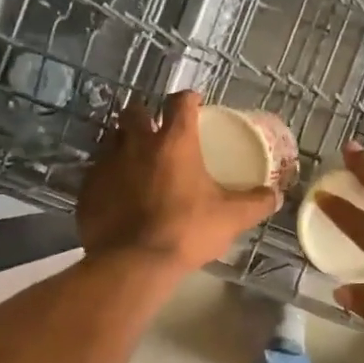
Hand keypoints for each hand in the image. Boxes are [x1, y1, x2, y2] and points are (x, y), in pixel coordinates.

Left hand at [78, 91, 280, 273]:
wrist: (134, 263)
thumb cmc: (186, 231)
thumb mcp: (231, 218)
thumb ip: (256, 202)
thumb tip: (275, 195)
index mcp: (174, 143)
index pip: (180, 103)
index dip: (188, 99)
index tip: (194, 104)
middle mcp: (136, 144)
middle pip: (135, 111)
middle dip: (146, 114)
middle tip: (157, 130)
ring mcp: (107, 164)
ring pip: (111, 139)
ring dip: (124, 143)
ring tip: (137, 161)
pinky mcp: (88, 189)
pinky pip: (97, 172)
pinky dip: (109, 177)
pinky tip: (118, 193)